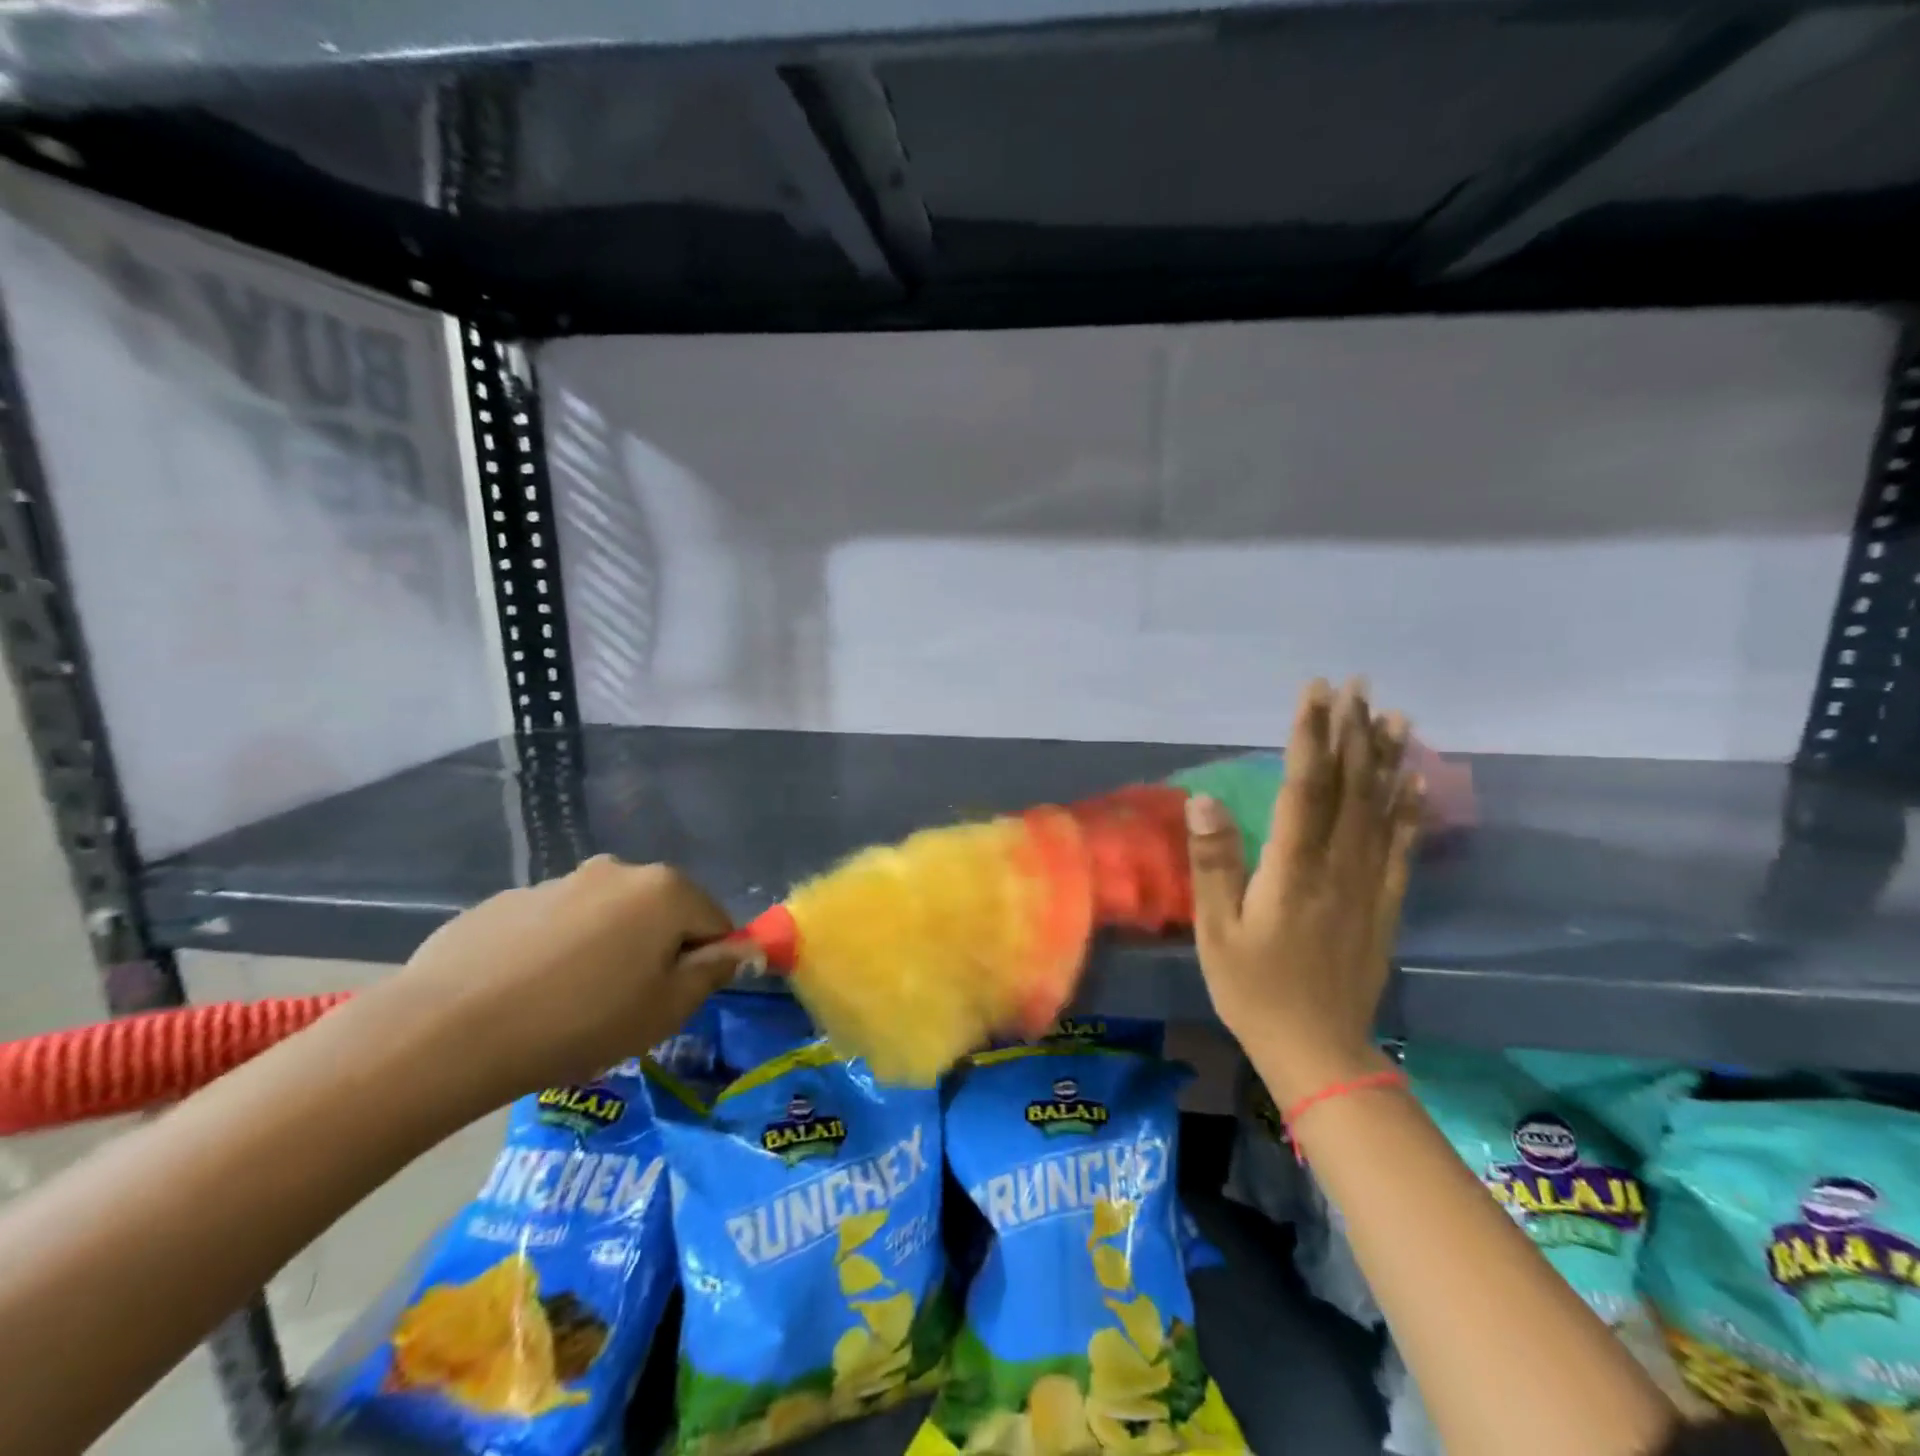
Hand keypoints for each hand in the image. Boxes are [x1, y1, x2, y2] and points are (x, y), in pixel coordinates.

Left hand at [371, 856, 754, 1104]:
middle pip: (660, 912)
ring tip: (570, 1005)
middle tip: (628, 1005)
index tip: (677, 1002)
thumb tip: (745, 949)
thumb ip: (714, 972)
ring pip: (606, 917)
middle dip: (656, 951)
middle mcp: (616, 870)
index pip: (715, 921)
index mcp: (665, 890)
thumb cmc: (581, 1021)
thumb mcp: (666, 1009)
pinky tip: (526, 995)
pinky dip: (556, 952)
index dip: (706, 963)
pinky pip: (554, 926)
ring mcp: (557, 881)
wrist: (447, 1031)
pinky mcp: (506, 901)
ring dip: (606, 949)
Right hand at [1185, 679, 1422, 1106]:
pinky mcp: (1384, 905)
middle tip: (1356, 684)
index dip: (1309, 736)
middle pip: (1348, 787)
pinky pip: (1400, 847)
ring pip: (1380, 809)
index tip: (1314, 693)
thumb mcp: (1216, 930)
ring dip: (1384, 758)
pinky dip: (1409, 809)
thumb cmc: (1253, 989)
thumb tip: (1204, 799)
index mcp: (1293, 869)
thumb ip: (1214, 862)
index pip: (1304, 787)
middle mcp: (1338, 866)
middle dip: (1351, 731)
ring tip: (1392, 714)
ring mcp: (1368, 885)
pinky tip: (1415, 781)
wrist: (1318, 1051)